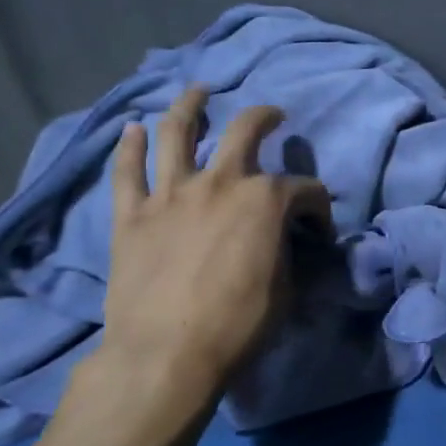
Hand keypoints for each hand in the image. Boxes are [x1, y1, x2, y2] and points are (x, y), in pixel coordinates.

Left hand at [98, 86, 332, 396]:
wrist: (166, 355)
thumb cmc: (239, 324)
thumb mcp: (287, 288)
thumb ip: (288, 251)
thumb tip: (287, 241)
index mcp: (265, 199)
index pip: (305, 190)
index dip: (318, 208)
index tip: (318, 231)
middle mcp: (220, 182)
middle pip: (245, 130)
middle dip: (265, 117)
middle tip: (272, 116)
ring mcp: (171, 194)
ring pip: (177, 133)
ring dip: (190, 106)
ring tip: (198, 91)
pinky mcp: (132, 215)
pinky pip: (127, 172)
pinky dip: (127, 147)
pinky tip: (130, 128)